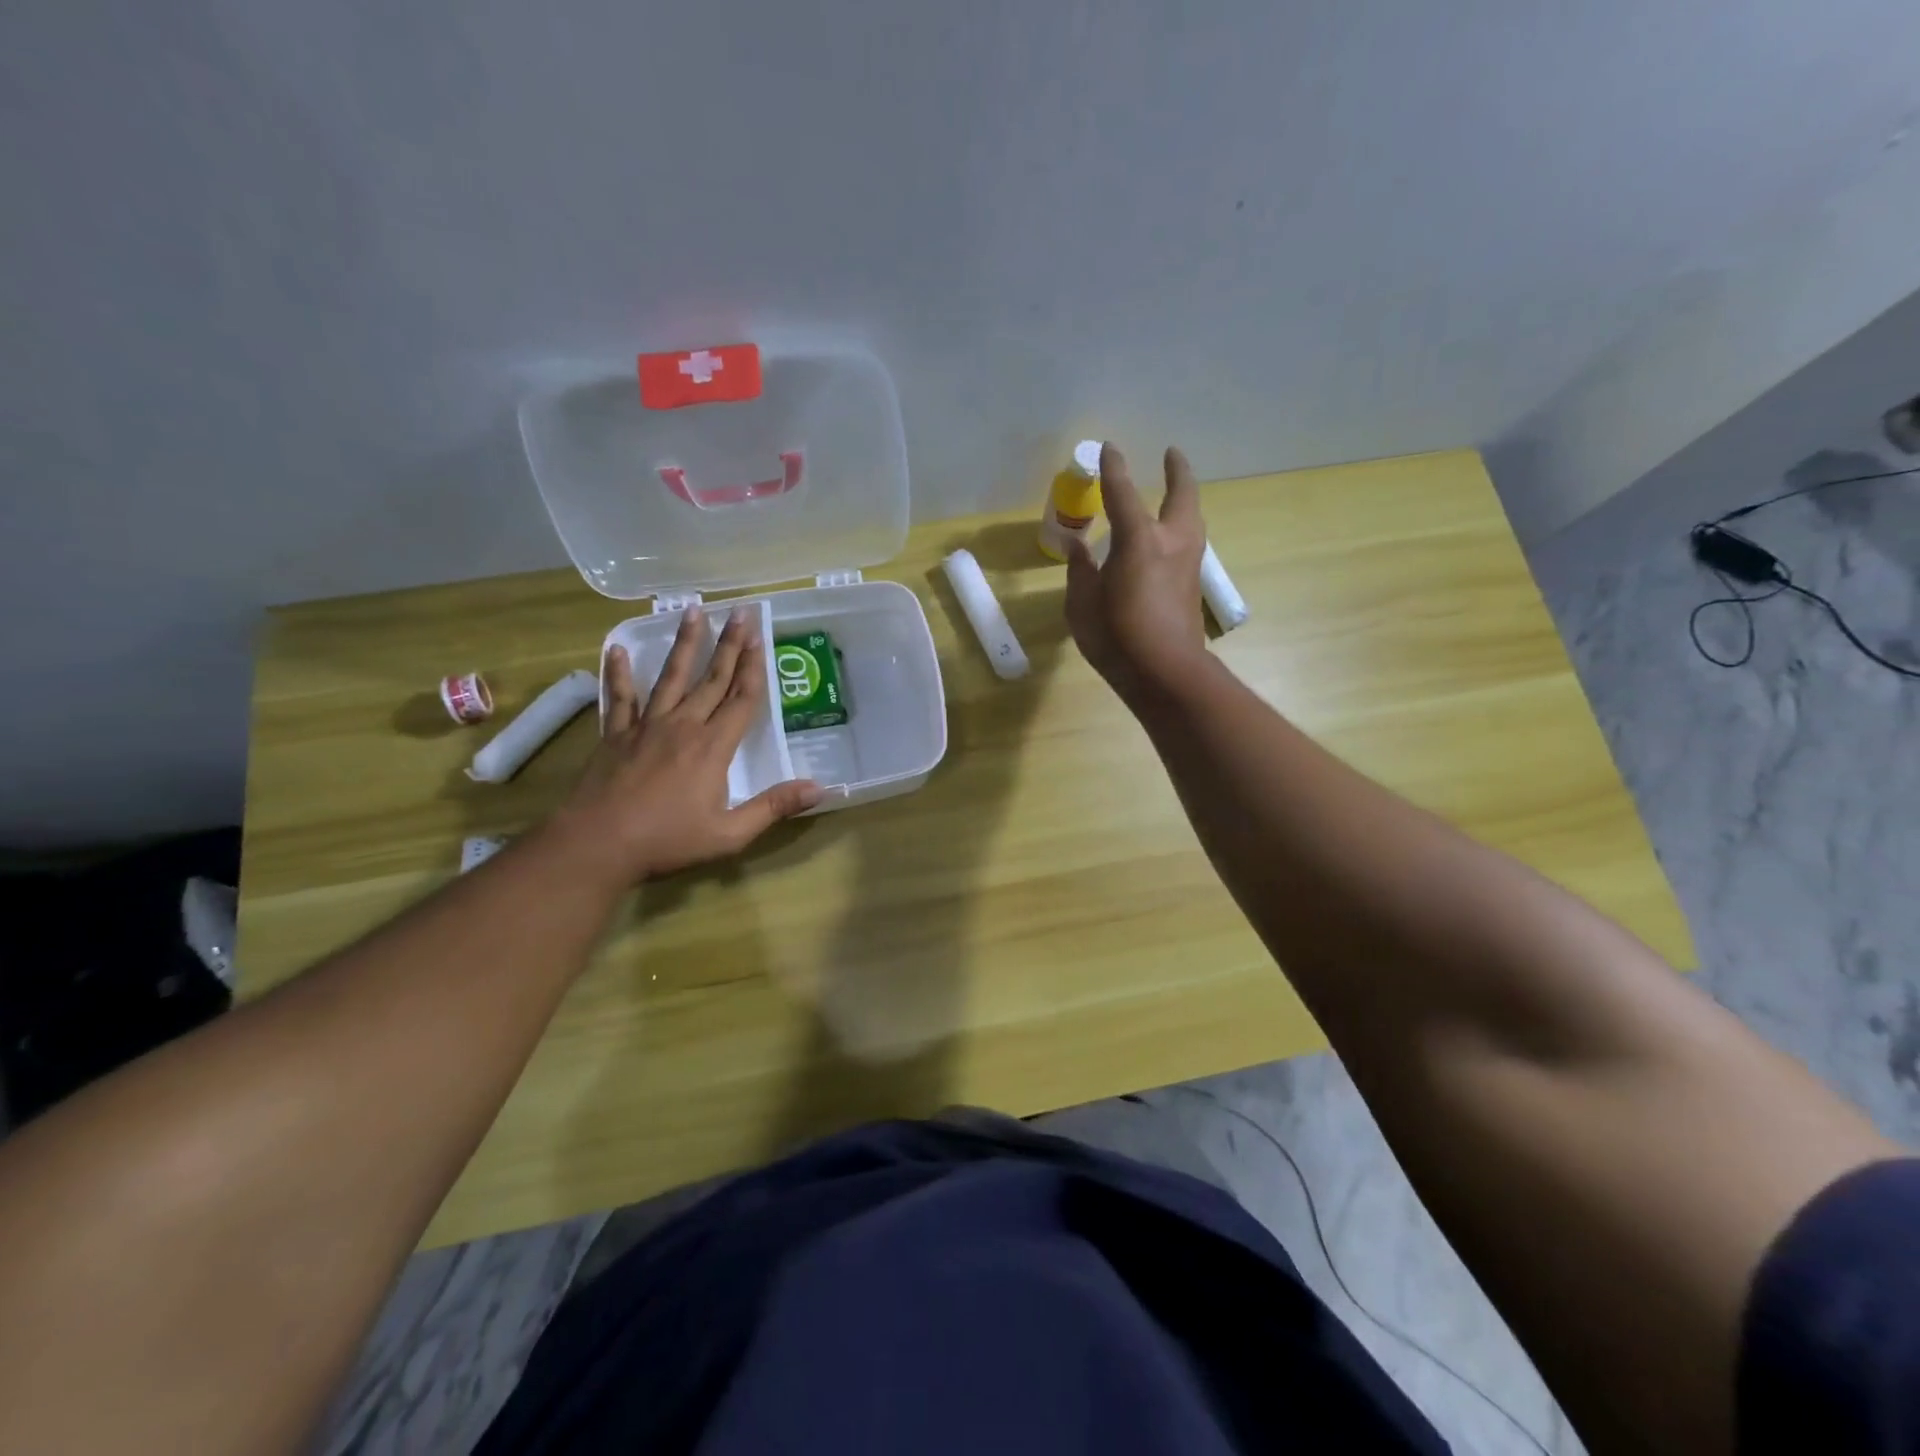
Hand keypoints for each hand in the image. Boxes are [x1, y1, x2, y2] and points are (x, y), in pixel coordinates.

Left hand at [554, 608, 821, 882]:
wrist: (598, 844)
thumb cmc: (668, 840)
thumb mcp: (730, 833)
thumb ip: (773, 808)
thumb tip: (819, 789)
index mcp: (713, 747)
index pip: (741, 699)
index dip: (753, 668)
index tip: (759, 637)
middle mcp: (683, 726)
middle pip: (712, 679)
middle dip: (729, 645)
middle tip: (739, 612)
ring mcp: (646, 726)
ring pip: (670, 677)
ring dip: (684, 644)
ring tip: (692, 611)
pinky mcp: (615, 735)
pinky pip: (619, 697)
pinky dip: (618, 673)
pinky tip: (617, 649)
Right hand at [1065, 443, 1207, 700]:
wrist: (1165, 673)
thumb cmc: (1117, 636)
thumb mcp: (1082, 604)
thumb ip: (1081, 571)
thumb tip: (1078, 547)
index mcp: (1139, 540)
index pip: (1122, 493)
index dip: (1114, 469)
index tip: (1110, 448)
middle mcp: (1170, 542)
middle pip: (1181, 495)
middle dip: (1177, 471)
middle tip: (1172, 454)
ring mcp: (1188, 564)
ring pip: (1192, 519)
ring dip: (1184, 500)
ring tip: (1174, 494)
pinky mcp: (1193, 586)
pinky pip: (1189, 543)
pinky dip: (1181, 529)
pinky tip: (1169, 540)